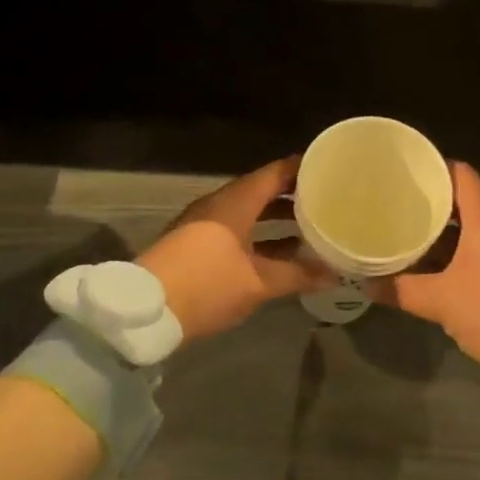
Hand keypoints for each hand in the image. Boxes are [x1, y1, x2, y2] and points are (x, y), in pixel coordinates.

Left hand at [138, 158, 334, 341]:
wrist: (145, 311)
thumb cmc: (207, 285)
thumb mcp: (257, 283)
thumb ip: (298, 275)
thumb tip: (333, 272)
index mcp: (236, 201)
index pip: (277, 172)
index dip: (304, 168)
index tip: (331, 169)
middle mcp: (220, 204)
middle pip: (262, 190)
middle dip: (294, 195)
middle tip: (327, 200)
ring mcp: (204, 222)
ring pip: (249, 211)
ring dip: (276, 218)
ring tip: (310, 227)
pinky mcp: (195, 242)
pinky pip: (236, 227)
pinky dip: (259, 233)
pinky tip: (279, 253)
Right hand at [375, 162, 479, 363]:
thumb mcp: (441, 302)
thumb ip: (403, 290)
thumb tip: (366, 284)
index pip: (464, 178)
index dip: (440, 169)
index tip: (417, 172)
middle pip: (472, 205)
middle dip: (441, 209)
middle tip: (410, 211)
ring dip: (456, 235)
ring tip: (424, 241)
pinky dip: (472, 253)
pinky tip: (452, 269)